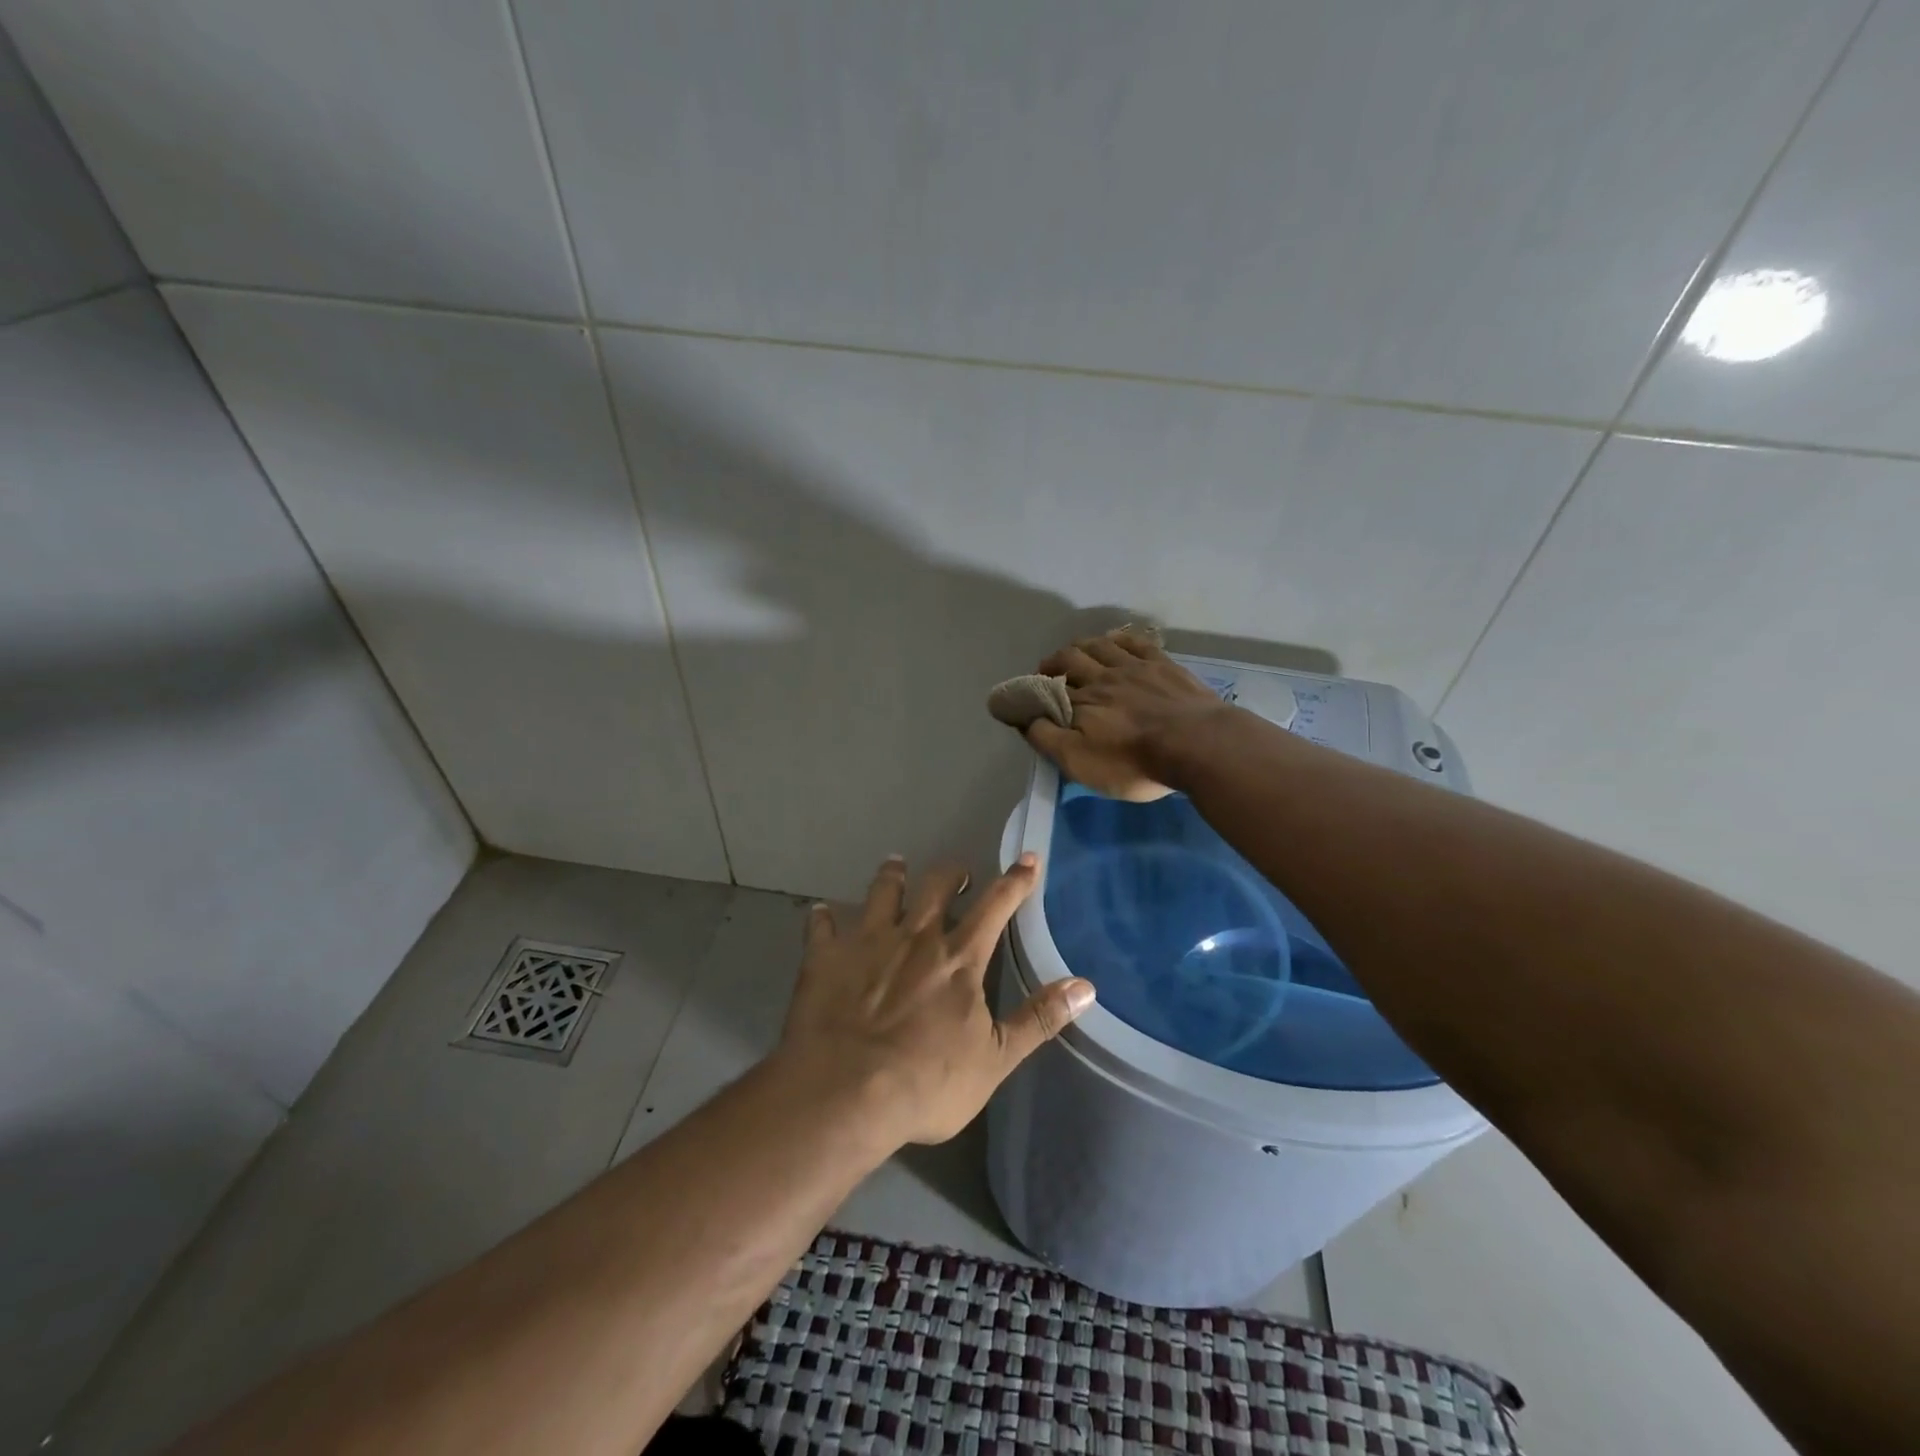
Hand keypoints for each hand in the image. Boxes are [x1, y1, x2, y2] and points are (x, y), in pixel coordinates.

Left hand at [775, 855, 1094, 1147]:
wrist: (843, 1093)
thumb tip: (1086, 986)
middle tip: (957, 873)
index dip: (1016, 880)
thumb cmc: (926, 1082)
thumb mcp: (995, 1059)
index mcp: (959, 957)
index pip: (997, 904)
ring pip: (882, 892)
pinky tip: (821, 913)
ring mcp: (866, 941)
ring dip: (892, 876)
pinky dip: (823, 918)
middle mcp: (915, 936)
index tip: (1028, 857)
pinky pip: (821, 925)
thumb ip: (1039, 1019)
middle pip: (937, 886)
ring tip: (896, 865)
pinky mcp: (825, 957)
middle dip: (951, 873)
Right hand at [1025, 631, 1230, 800]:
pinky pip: (1135, 642)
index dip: (1033, 692)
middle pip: (1070, 659)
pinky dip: (1119, 639)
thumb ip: (1047, 738)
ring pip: (1100, 645)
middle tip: (1047, 671)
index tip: (1025, 697)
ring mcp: (1135, 667)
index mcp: (1080, 701)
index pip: (1047, 690)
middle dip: (1053, 663)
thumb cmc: (1134, 762)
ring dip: (1082, 646)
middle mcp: (1102, 677)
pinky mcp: (1164, 664)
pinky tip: (1115, 640)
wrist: (1198, 745)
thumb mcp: (1080, 762)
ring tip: (1075, 652)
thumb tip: (1025, 718)